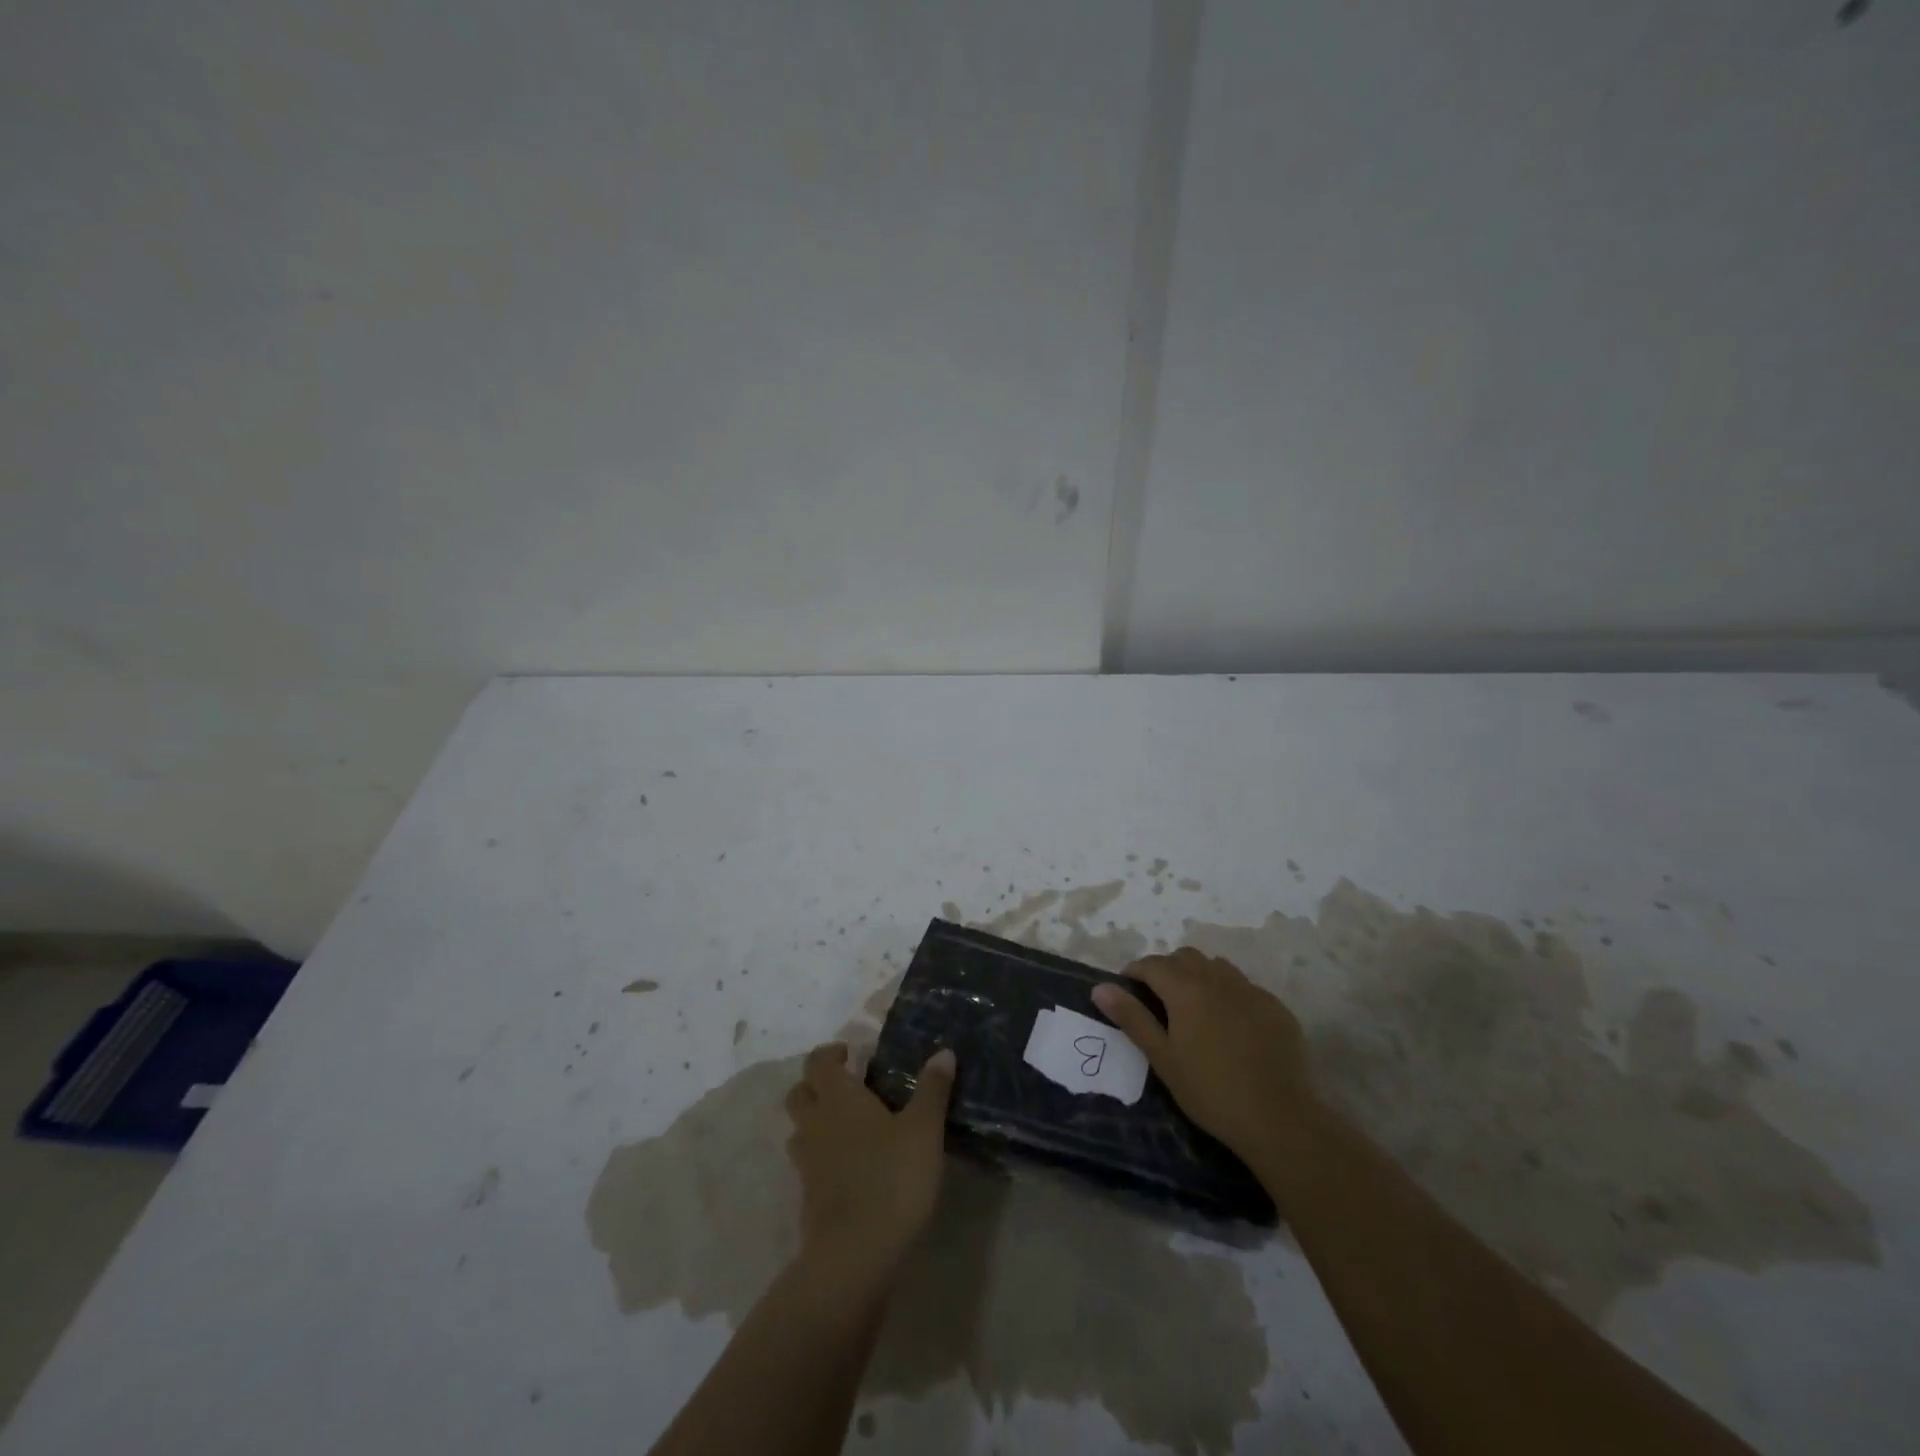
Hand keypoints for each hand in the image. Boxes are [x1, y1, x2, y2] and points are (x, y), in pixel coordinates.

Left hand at [782, 1043, 955, 1283]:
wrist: (855, 1254)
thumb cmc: (892, 1178)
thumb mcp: (924, 1130)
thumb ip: (932, 1090)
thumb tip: (943, 1052)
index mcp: (838, 1098)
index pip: (818, 1062)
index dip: (829, 1053)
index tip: (850, 1053)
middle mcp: (816, 1124)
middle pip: (799, 1093)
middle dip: (816, 1084)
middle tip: (847, 1086)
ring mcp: (807, 1163)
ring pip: (800, 1130)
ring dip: (815, 1121)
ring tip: (847, 1126)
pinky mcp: (808, 1198)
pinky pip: (808, 1165)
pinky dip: (822, 1157)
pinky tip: (850, 1167)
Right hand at [1091, 948, 1311, 1165]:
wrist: (1279, 1119)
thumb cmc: (1210, 1091)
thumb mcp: (1163, 1058)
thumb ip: (1132, 1018)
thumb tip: (1100, 987)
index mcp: (1186, 989)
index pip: (1152, 964)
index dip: (1135, 972)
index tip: (1127, 991)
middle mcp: (1218, 979)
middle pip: (1185, 957)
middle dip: (1167, 969)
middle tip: (1159, 1000)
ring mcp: (1251, 991)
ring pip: (1217, 966)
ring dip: (1199, 976)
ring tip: (1195, 1008)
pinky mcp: (1276, 1008)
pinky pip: (1245, 987)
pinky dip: (1229, 994)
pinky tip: (1231, 1025)